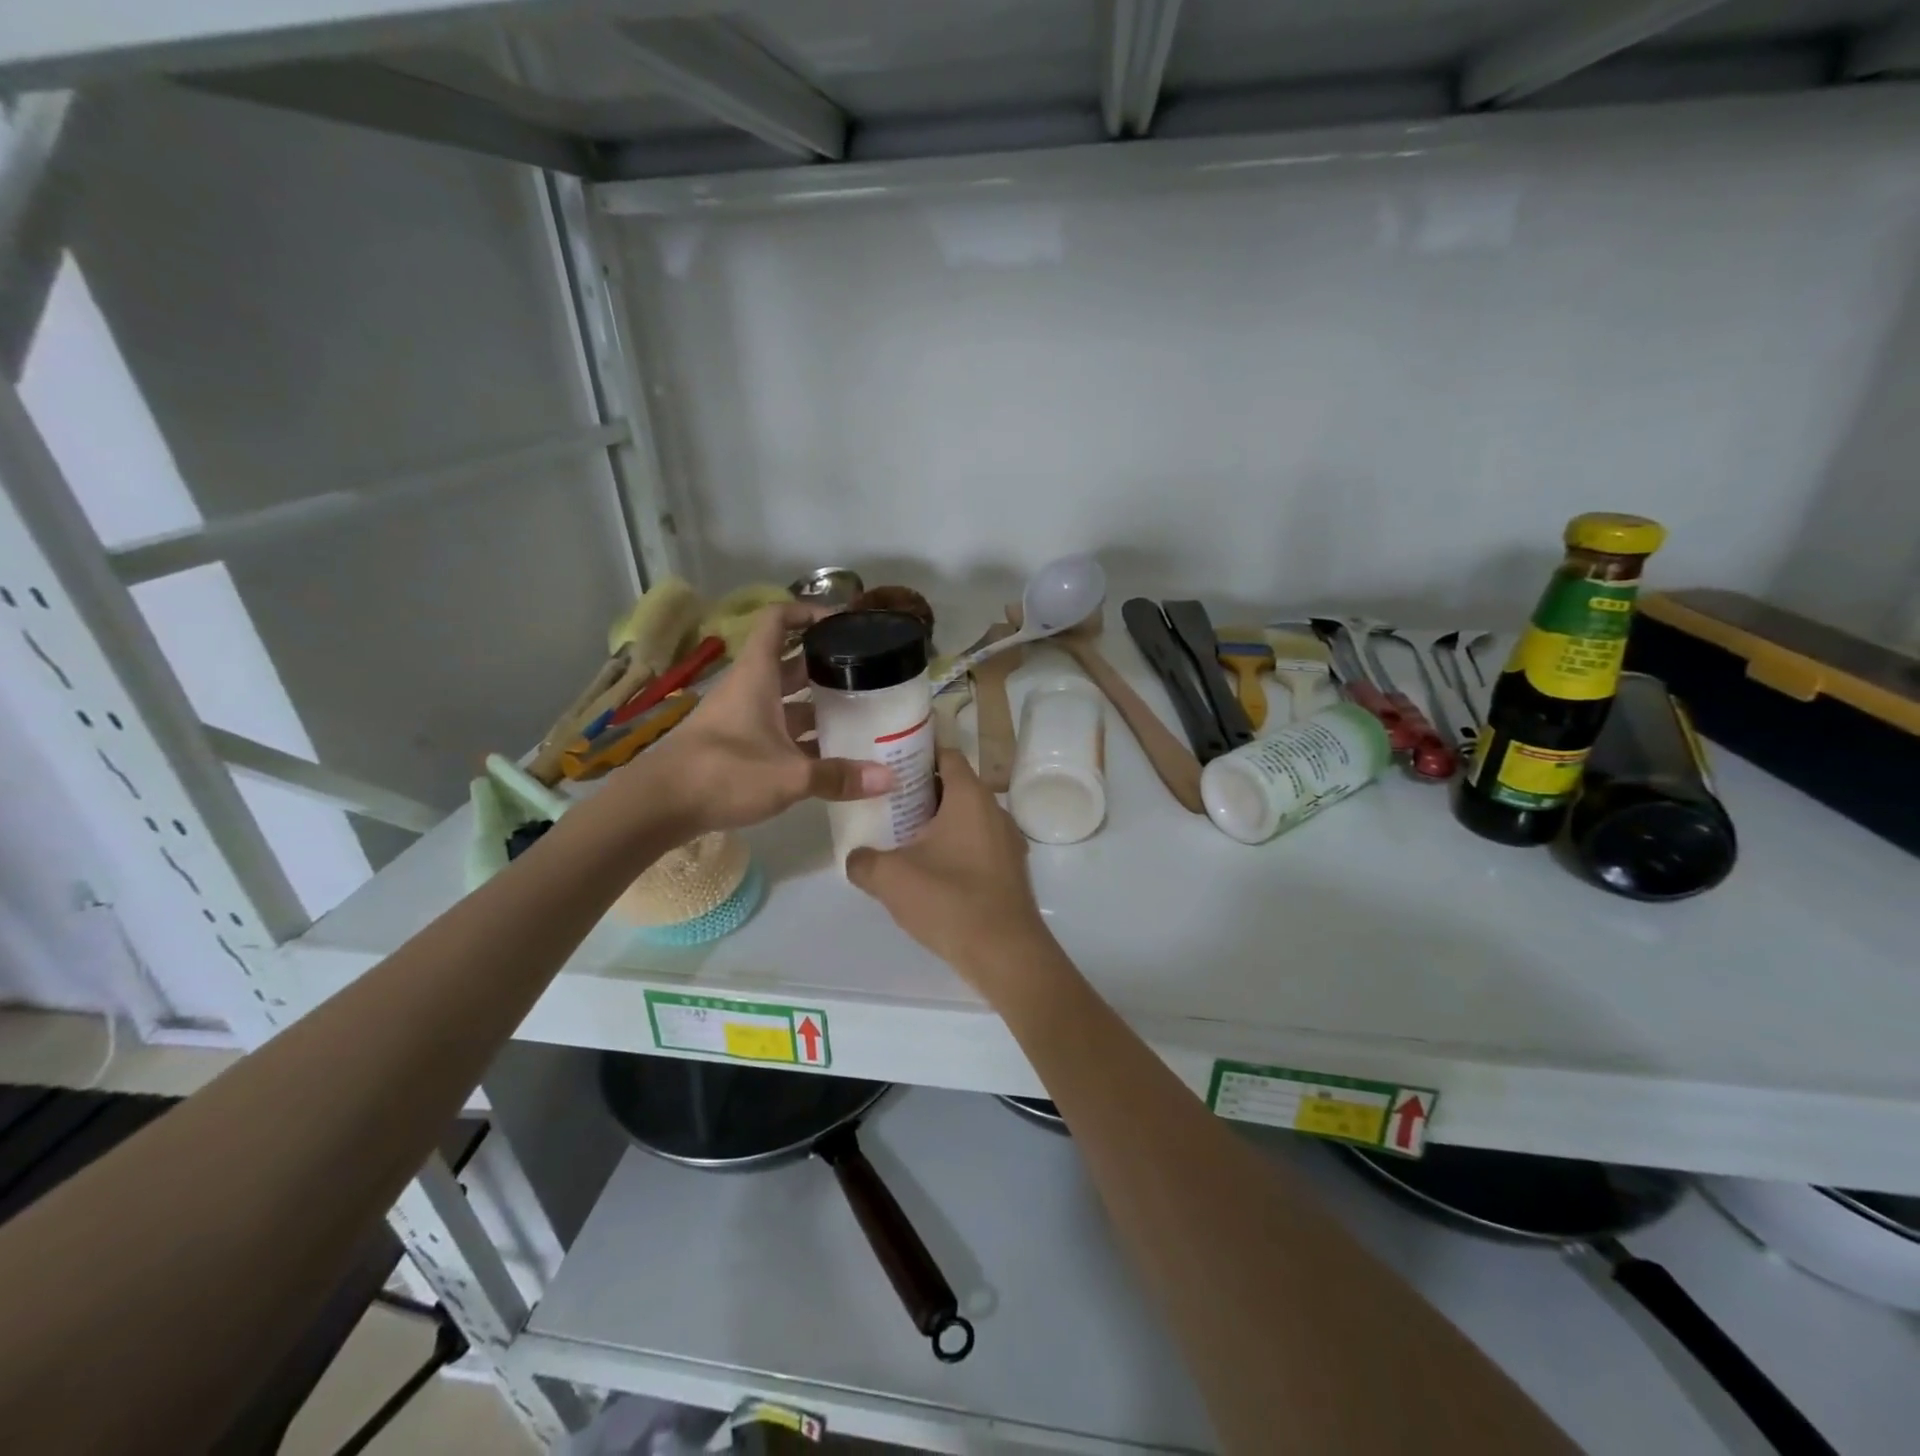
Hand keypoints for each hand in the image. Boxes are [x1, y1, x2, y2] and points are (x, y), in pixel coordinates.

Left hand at [623, 603, 893, 835]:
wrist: (658, 806)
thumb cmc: (723, 773)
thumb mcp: (788, 776)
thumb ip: (838, 776)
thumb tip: (890, 778)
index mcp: (757, 676)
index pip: (777, 621)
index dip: (807, 612)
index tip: (841, 621)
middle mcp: (748, 690)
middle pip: (789, 662)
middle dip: (824, 663)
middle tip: (865, 673)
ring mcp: (740, 718)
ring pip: (784, 700)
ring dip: (815, 704)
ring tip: (857, 712)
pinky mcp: (735, 746)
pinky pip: (776, 729)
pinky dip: (801, 736)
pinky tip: (829, 754)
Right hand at [846, 750, 1055, 995]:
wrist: (1005, 953)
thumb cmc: (949, 901)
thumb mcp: (891, 878)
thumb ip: (863, 861)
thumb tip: (856, 857)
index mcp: (970, 797)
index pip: (946, 754)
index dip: (917, 754)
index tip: (888, 762)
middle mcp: (994, 810)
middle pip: (955, 786)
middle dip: (921, 792)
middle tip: (886, 803)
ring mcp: (1007, 841)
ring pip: (966, 818)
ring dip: (938, 823)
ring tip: (902, 838)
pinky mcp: (1010, 870)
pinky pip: (977, 845)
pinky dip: (954, 848)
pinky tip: (930, 872)